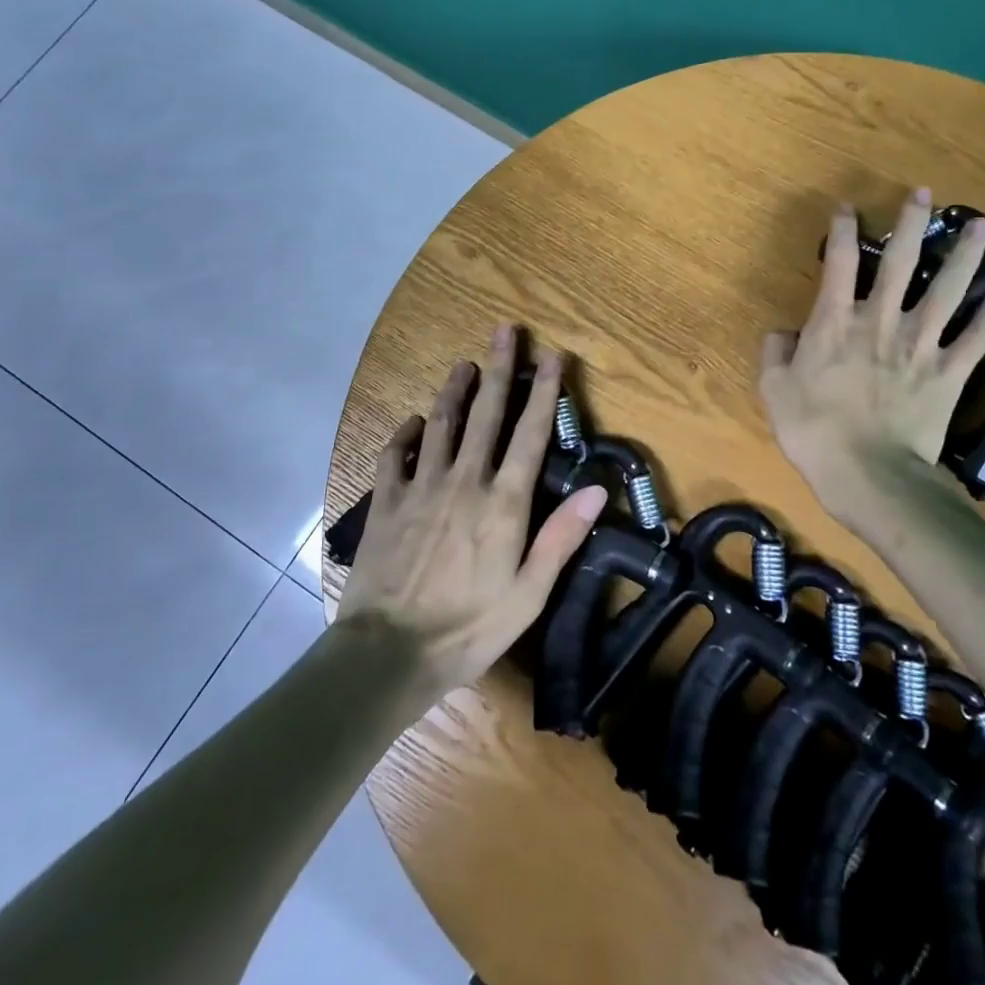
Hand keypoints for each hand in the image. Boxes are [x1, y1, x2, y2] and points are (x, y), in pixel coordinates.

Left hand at [339, 326, 608, 693]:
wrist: (388, 654)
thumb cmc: (469, 628)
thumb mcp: (529, 593)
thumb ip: (561, 537)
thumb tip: (599, 489)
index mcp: (503, 502)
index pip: (531, 433)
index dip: (545, 391)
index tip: (554, 355)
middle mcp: (464, 481)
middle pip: (485, 413)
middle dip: (499, 368)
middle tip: (506, 330)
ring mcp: (420, 487)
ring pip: (440, 422)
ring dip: (454, 389)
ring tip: (464, 364)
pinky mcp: (385, 502)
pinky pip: (394, 454)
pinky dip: (406, 432)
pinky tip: (414, 421)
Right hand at [759, 188, 984, 525]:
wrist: (869, 474)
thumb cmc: (813, 430)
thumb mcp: (774, 390)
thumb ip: (775, 353)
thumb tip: (782, 332)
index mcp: (835, 322)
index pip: (840, 262)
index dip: (843, 230)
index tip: (849, 208)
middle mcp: (881, 322)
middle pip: (902, 263)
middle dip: (913, 224)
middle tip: (925, 194)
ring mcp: (920, 346)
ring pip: (947, 291)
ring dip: (966, 257)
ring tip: (983, 226)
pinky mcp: (948, 374)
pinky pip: (973, 341)